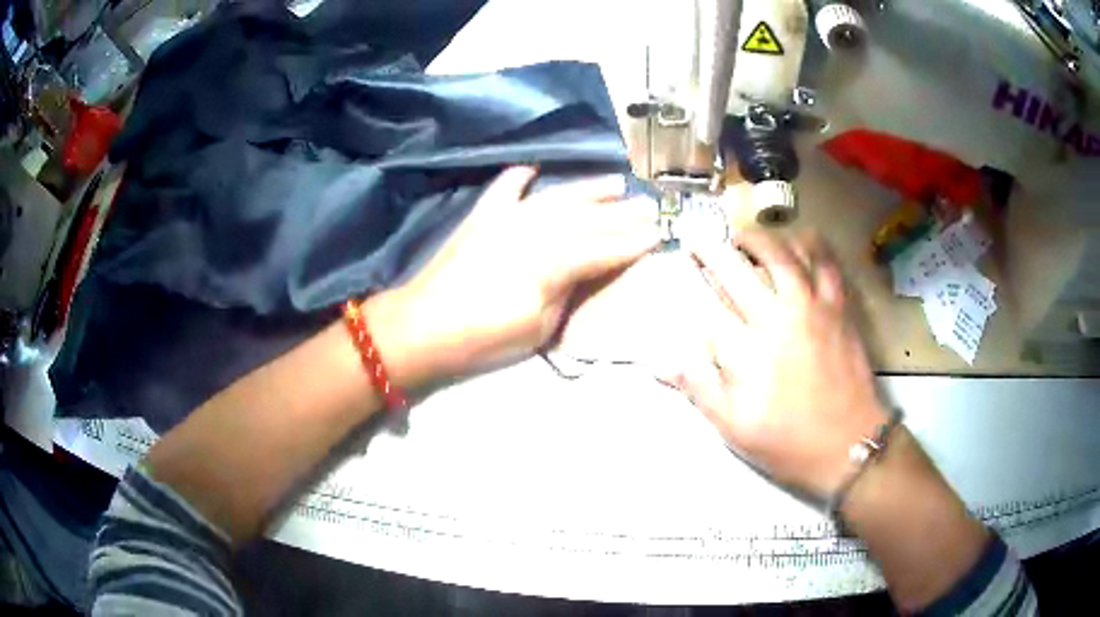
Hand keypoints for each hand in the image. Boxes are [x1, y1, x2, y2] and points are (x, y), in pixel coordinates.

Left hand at [369, 166, 658, 387]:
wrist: (423, 326)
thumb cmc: (485, 338)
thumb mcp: (541, 326)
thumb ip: (569, 290)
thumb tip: (587, 269)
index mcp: (553, 261)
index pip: (605, 248)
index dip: (634, 242)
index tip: (660, 233)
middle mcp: (535, 229)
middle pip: (588, 218)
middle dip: (622, 212)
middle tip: (649, 205)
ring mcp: (507, 217)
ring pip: (558, 197)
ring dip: (589, 189)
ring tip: (616, 181)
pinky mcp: (483, 216)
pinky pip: (506, 189)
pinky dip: (521, 177)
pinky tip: (534, 169)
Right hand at [675, 230, 887, 499]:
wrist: (849, 445)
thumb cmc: (788, 442)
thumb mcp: (734, 428)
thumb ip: (700, 388)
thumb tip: (660, 362)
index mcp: (747, 354)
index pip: (707, 306)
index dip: (690, 282)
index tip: (679, 266)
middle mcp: (777, 320)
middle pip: (737, 272)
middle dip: (711, 250)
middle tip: (697, 237)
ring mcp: (812, 308)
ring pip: (781, 256)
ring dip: (757, 239)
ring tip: (742, 235)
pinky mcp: (839, 308)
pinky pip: (826, 264)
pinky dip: (812, 245)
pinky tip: (799, 239)